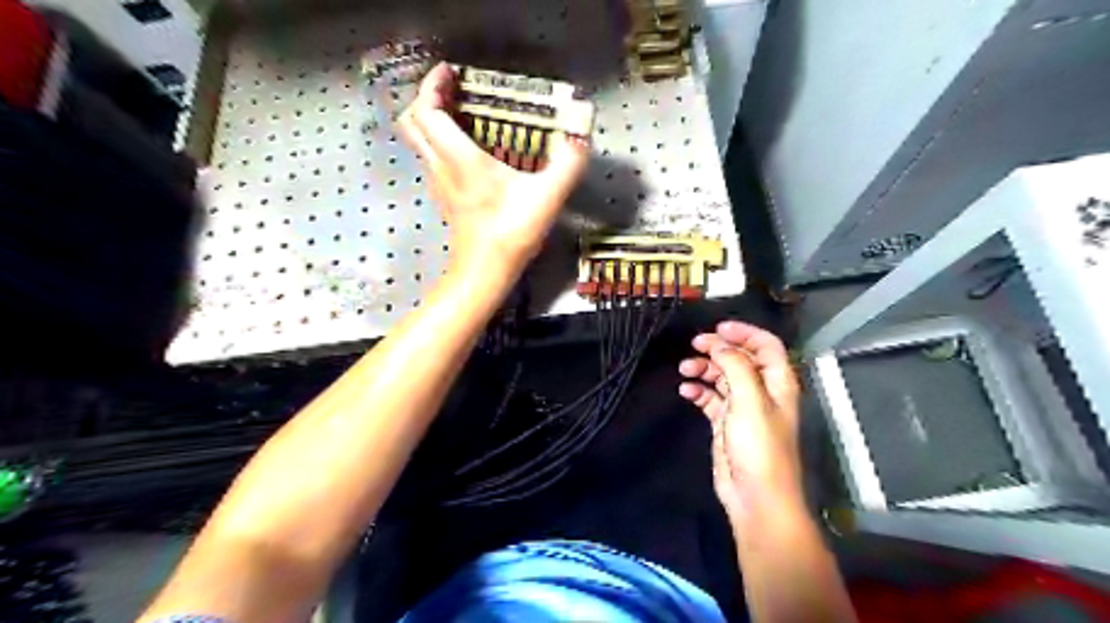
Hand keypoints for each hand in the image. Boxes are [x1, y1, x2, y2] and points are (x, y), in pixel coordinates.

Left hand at [400, 62, 587, 279]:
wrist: (486, 271)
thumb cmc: (511, 232)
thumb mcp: (547, 196)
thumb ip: (567, 164)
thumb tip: (580, 137)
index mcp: (459, 159)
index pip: (426, 110)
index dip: (432, 85)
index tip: (449, 71)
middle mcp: (441, 167)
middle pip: (412, 122)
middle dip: (427, 98)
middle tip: (452, 90)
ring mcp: (439, 184)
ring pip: (419, 142)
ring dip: (432, 120)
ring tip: (461, 113)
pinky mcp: (444, 198)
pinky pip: (432, 159)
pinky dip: (441, 143)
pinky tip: (469, 149)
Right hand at [683, 321, 802, 524]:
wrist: (755, 496)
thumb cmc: (759, 446)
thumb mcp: (750, 400)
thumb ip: (736, 366)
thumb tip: (720, 346)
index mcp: (777, 382)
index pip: (766, 345)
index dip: (745, 333)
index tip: (718, 327)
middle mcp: (761, 391)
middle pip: (741, 358)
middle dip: (719, 348)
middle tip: (695, 344)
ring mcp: (742, 407)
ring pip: (723, 376)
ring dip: (704, 369)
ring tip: (685, 368)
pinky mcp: (725, 422)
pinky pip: (710, 398)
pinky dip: (698, 390)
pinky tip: (686, 390)